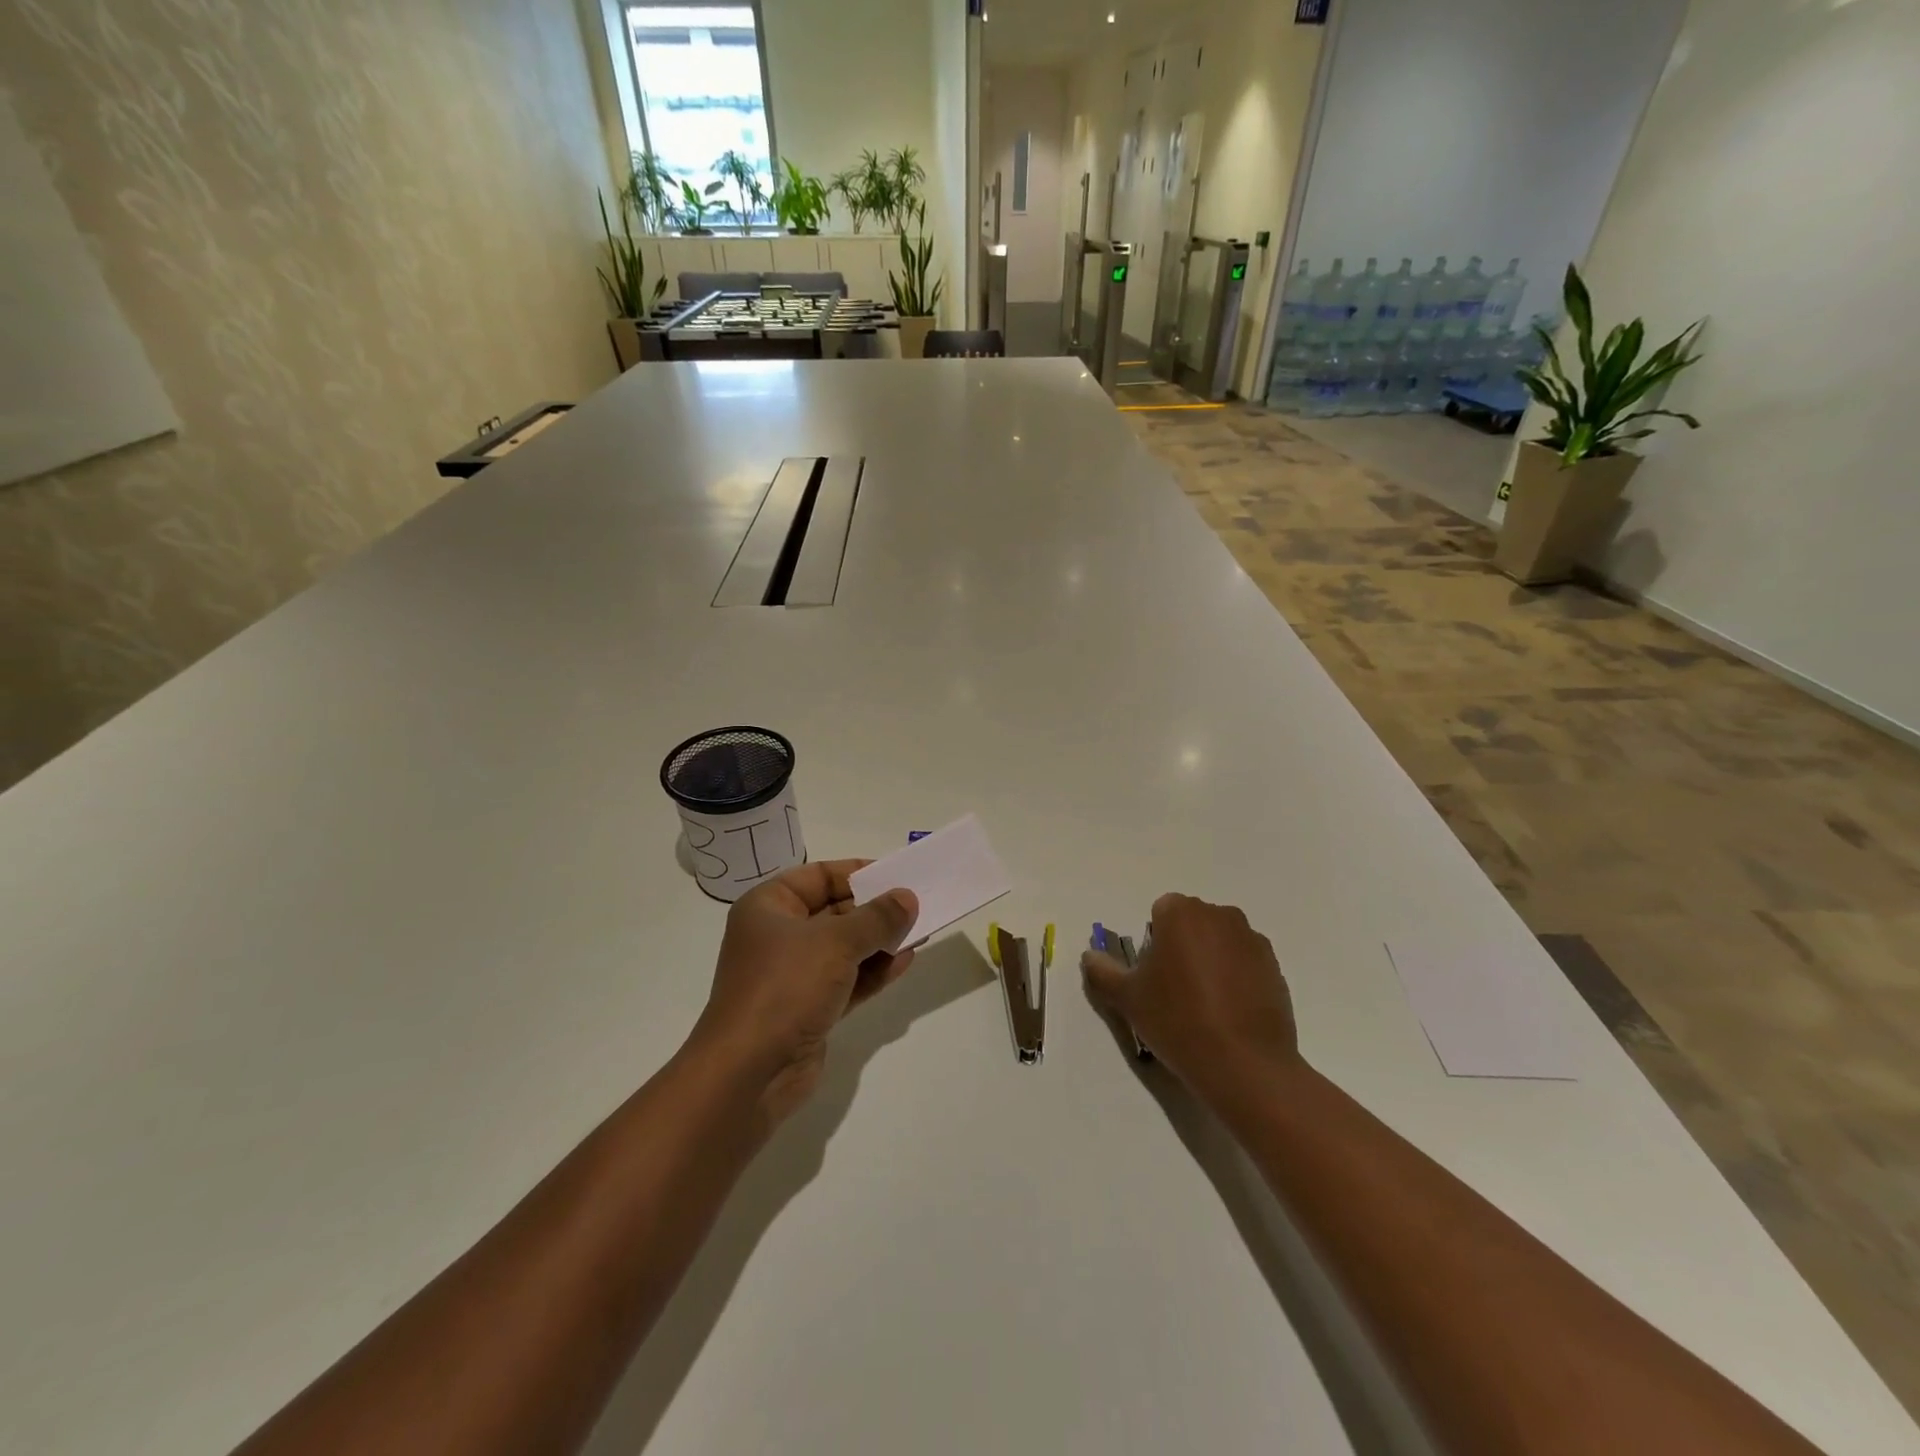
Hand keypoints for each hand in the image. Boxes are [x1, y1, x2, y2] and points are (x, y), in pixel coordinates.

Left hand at [694, 860, 917, 1129]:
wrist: (749, 1073)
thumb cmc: (785, 987)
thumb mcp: (835, 942)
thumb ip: (877, 918)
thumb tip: (907, 897)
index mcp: (768, 907)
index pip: (818, 876)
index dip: (857, 873)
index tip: (896, 875)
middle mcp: (778, 936)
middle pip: (833, 911)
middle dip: (874, 910)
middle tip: (916, 905)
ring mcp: (793, 975)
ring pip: (844, 948)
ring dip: (880, 941)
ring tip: (920, 932)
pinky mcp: (808, 1009)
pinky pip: (848, 980)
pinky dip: (874, 971)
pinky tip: (906, 962)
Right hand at [1082, 893, 1301, 1102]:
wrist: (1243, 1064)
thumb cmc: (1177, 1020)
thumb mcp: (1128, 998)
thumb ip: (1103, 971)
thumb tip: (1090, 956)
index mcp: (1181, 913)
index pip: (1161, 911)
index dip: (1154, 941)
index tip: (1154, 975)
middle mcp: (1220, 915)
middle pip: (1193, 922)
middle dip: (1183, 946)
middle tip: (1175, 989)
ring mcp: (1252, 940)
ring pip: (1221, 941)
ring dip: (1211, 959)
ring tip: (1205, 1004)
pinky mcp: (1275, 967)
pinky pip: (1246, 962)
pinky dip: (1236, 978)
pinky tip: (1230, 1013)